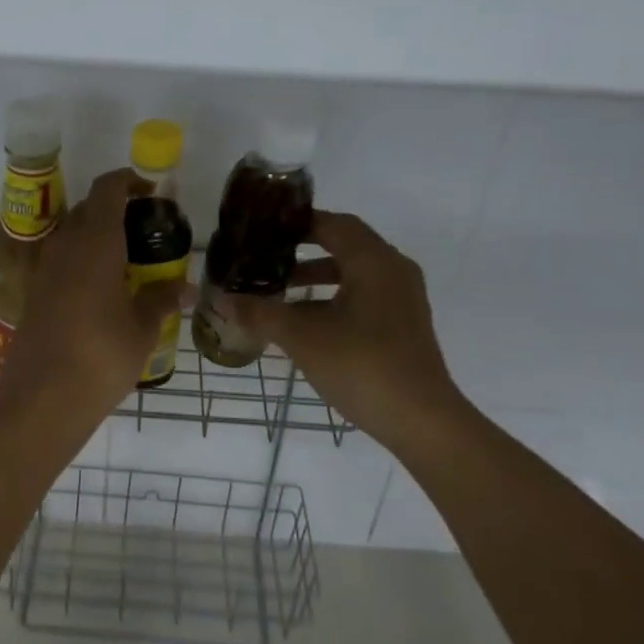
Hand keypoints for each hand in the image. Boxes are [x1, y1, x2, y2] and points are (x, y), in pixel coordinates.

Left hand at [0, 168, 192, 426]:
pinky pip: (62, 260)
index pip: (107, 189)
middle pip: (88, 209)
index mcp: (95, 242)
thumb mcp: (141, 328)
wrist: (41, 398)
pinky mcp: (35, 293)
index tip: (151, 191)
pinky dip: (83, 260)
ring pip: (72, 234)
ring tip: (130, 261)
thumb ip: (160, 300)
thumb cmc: (100, 355)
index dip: (128, 180)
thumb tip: (184, 288)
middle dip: (116, 210)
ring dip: (98, 236)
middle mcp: (65, 246)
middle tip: (147, 231)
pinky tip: (104, 290)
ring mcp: (45, 269)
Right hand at [224, 211, 462, 443]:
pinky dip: (334, 296)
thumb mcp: (302, 337)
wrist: (422, 421)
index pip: (332, 223)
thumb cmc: (362, 366)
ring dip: (317, 274)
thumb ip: (260, 313)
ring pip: (354, 271)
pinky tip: (307, 321)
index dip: (295, 223)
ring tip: (280, 288)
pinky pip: (364, 294)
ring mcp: (403, 298)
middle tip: (266, 255)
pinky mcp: (404, 324)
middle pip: (344, 243)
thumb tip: (222, 299)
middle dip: (303, 248)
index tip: (262, 229)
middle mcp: (393, 269)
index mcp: (373, 261)